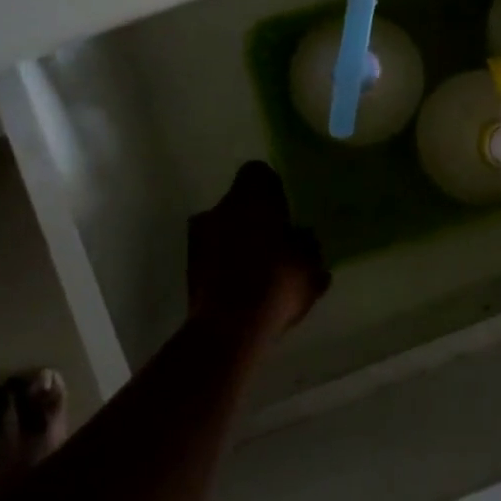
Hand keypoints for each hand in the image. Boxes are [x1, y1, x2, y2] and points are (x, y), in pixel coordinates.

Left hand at [187, 161, 329, 340]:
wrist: (229, 329)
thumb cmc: (276, 283)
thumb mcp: (311, 264)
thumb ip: (309, 245)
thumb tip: (303, 238)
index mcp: (250, 198)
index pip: (258, 172)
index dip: (273, 187)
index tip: (286, 209)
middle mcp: (219, 209)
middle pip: (239, 202)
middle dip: (256, 218)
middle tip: (278, 241)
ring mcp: (198, 238)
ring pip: (224, 229)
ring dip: (240, 241)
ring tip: (261, 269)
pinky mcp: (189, 267)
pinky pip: (214, 255)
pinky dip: (227, 264)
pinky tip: (246, 288)